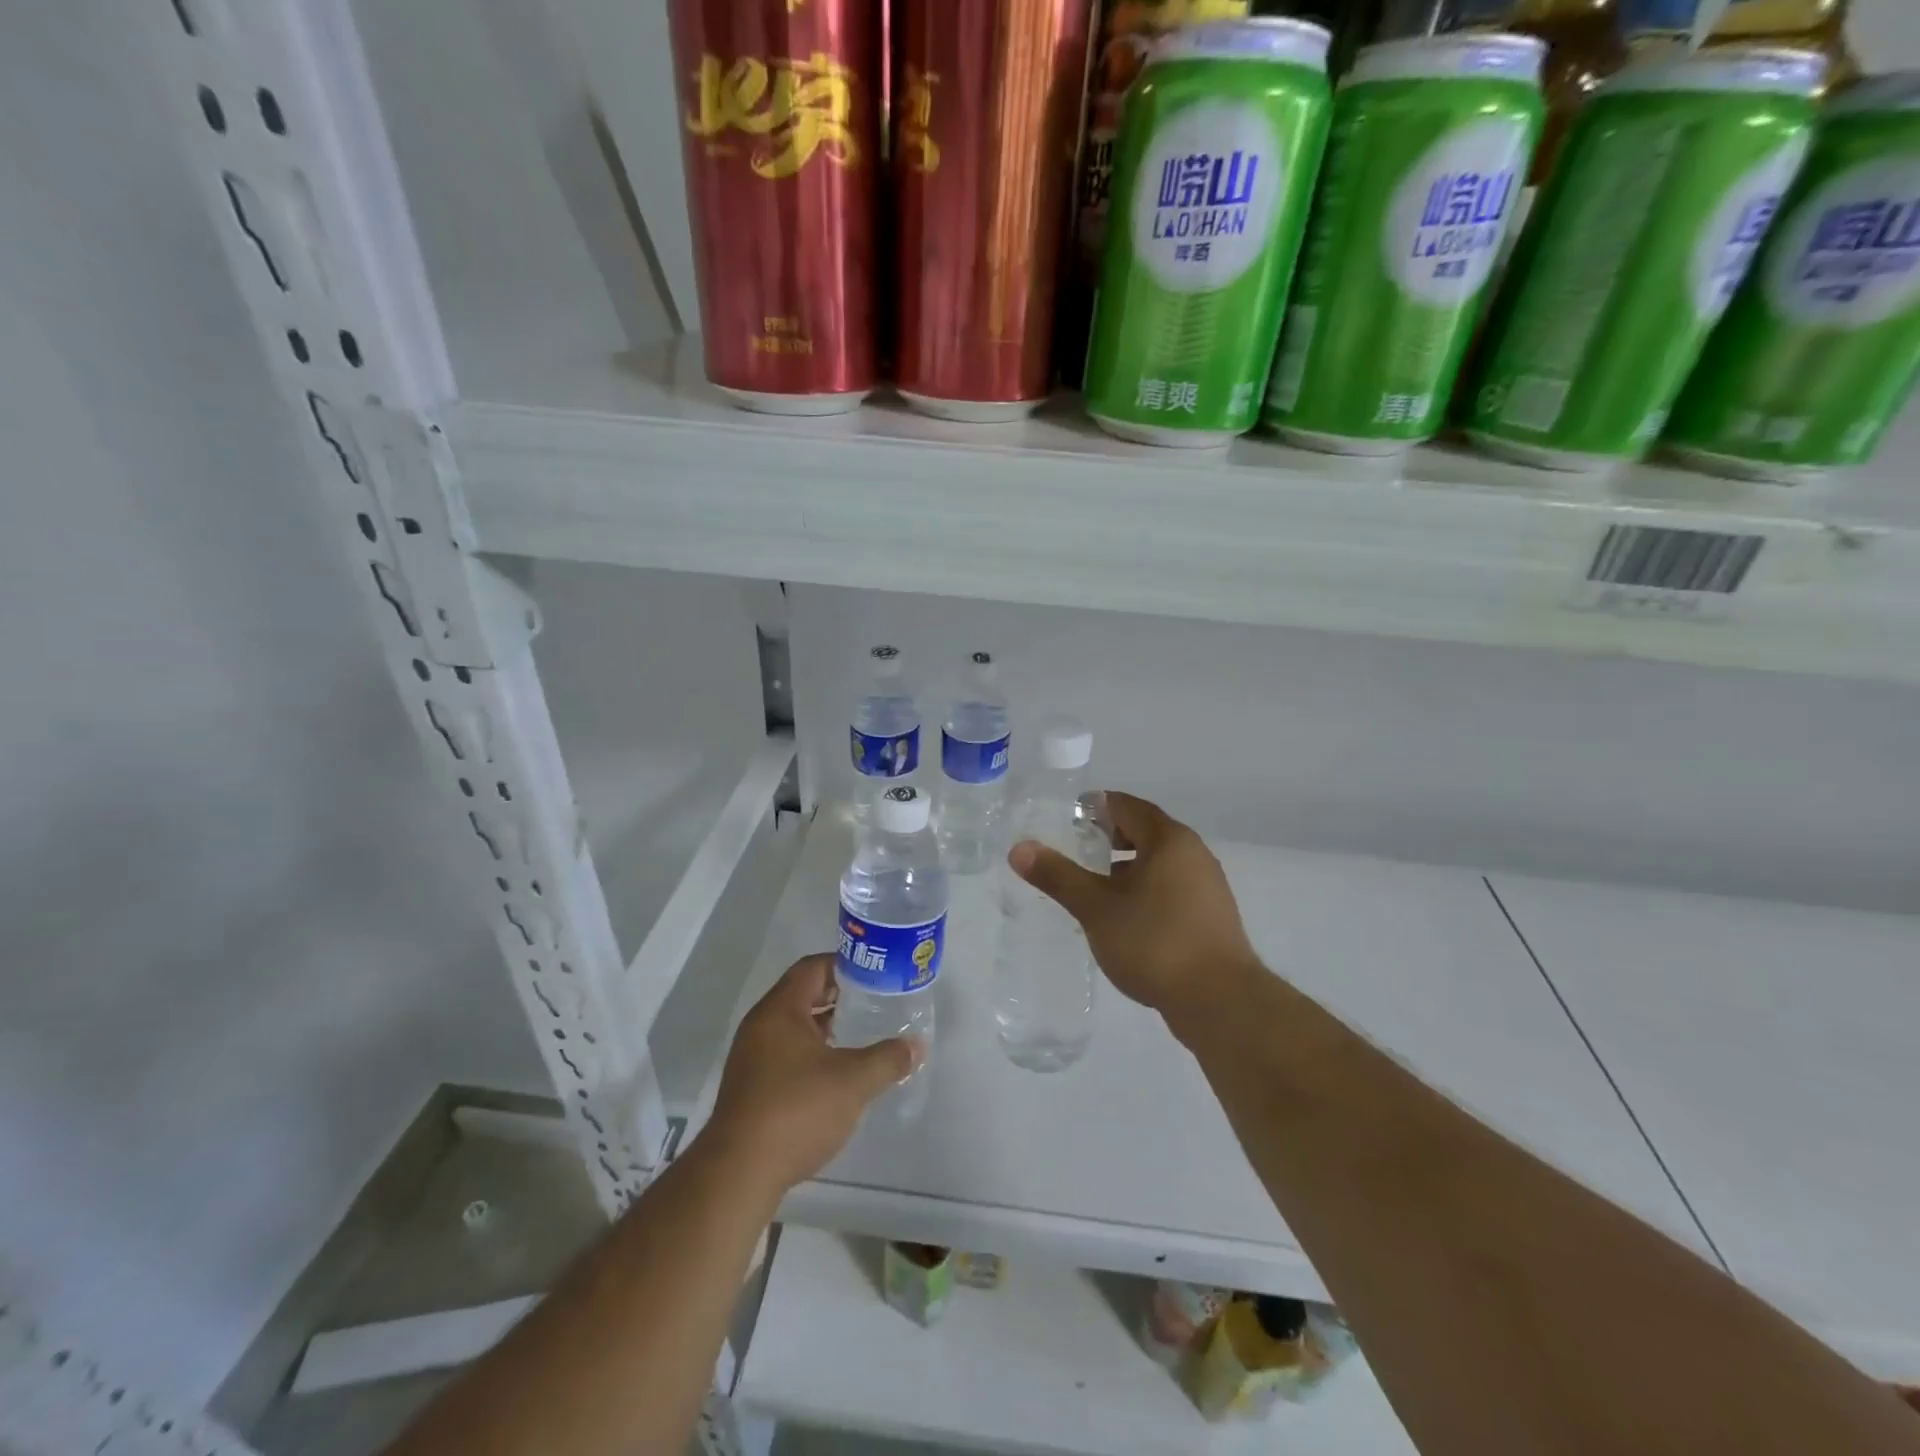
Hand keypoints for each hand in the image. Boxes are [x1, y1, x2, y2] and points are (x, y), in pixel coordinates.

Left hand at [704, 954, 919, 1194]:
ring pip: (792, 1028)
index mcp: (780, 1010)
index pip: (812, 968)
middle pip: (801, 995)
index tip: (873, 973)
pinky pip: (784, 1054)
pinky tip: (835, 1074)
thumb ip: (887, 1059)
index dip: (843, 965)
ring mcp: (751, 1058)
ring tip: (859, 1035)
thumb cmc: (797, 1110)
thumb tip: (916, 1046)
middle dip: (836, 997)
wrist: (739, 1173)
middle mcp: (760, 1026)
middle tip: (872, 1002)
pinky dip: (810, 1053)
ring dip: (824, 1027)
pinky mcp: (750, 1088)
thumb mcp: (853, 1081)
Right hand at [1009, 791, 1262, 1037]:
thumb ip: (1058, 876)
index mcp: (1169, 840)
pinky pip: (1170, 888)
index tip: (1066, 820)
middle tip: (1075, 851)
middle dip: (1108, 838)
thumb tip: (1019, 849)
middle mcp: (1194, 854)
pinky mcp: (1211, 916)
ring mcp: (1207, 886)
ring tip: (1092, 886)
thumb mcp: (1096, 908)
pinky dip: (1144, 890)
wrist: (1219, 1001)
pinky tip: (1123, 917)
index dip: (1095, 808)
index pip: (1127, 807)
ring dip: (1125, 867)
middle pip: (1145, 832)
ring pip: (1158, 863)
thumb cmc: (1154, 942)